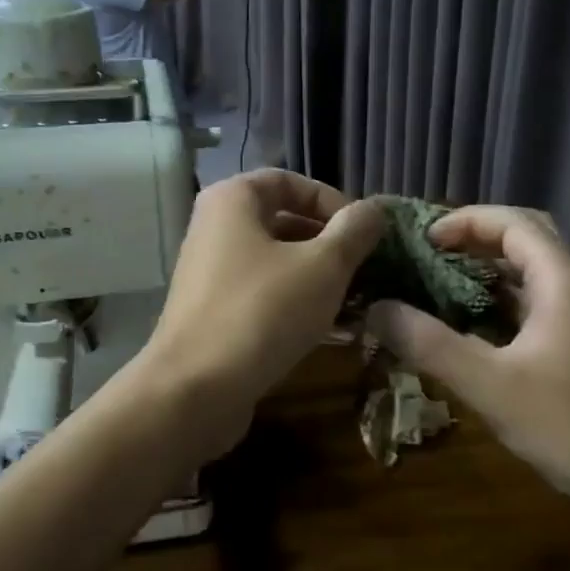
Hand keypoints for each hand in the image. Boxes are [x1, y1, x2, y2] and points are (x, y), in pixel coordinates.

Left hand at [141, 170, 383, 454]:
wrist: (195, 389)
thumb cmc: (262, 311)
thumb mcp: (323, 266)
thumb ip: (353, 232)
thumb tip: (374, 210)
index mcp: (232, 200)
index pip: (290, 181)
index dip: (332, 201)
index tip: (364, 233)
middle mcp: (214, 228)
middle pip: (282, 222)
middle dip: (328, 243)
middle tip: (365, 269)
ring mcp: (210, 273)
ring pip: (275, 262)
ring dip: (317, 277)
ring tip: (356, 300)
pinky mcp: (213, 312)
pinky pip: (262, 295)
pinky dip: (295, 303)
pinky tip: (330, 330)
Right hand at [365, 206, 569, 512]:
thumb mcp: (490, 384)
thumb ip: (429, 343)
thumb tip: (376, 307)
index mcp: (561, 279)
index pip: (511, 222)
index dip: (462, 221)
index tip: (419, 240)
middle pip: (521, 240)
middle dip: (471, 241)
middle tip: (424, 255)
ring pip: (524, 276)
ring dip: (479, 274)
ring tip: (430, 285)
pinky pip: (527, 309)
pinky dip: (492, 307)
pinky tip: (460, 329)